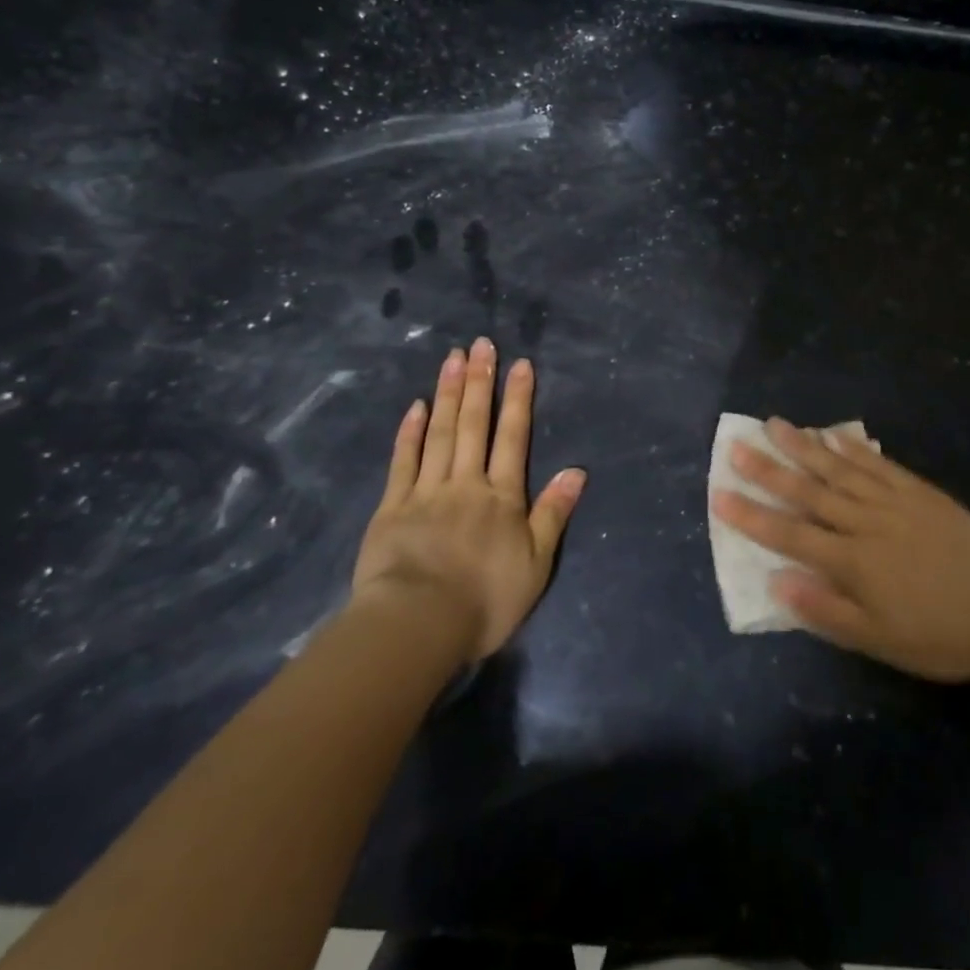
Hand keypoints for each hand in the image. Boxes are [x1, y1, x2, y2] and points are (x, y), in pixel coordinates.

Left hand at [352, 337, 585, 659]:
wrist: (417, 625)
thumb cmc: (485, 600)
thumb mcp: (536, 563)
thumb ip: (553, 513)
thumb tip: (577, 470)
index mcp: (502, 497)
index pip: (513, 437)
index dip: (518, 399)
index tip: (519, 364)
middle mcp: (466, 483)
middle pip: (474, 424)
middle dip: (480, 382)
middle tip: (481, 344)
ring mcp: (426, 492)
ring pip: (440, 433)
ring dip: (448, 393)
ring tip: (452, 358)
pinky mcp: (392, 508)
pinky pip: (403, 462)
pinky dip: (410, 432)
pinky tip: (416, 406)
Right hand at [712, 419, 969, 681]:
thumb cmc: (940, 635)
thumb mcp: (881, 641)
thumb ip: (827, 611)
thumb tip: (778, 582)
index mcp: (852, 562)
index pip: (790, 535)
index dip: (752, 515)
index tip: (720, 493)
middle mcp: (865, 523)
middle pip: (808, 492)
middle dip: (768, 470)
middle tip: (736, 446)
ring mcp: (893, 502)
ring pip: (838, 470)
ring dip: (804, 447)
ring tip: (774, 425)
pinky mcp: (918, 491)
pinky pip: (878, 464)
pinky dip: (852, 448)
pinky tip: (832, 434)